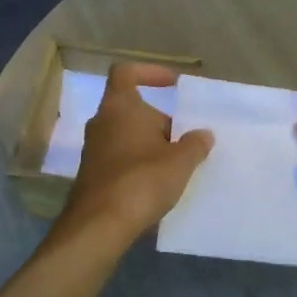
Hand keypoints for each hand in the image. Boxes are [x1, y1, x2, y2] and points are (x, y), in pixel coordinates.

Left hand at [55, 63, 213, 245]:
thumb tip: (203, 134)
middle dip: (158, 120)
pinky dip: (138, 163)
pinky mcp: (92, 174)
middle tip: (184, 139)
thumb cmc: (142, 180)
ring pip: (126, 135)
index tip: (172, 84)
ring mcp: (93, 150)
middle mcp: (101, 122)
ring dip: (150, 144)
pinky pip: (119, 158)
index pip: (126, 73)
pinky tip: (157, 184)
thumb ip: (195, 144)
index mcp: (120, 107)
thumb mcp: (180, 161)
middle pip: (131, 108)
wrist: (100, 224)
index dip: (149, 73)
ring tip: (175, 164)